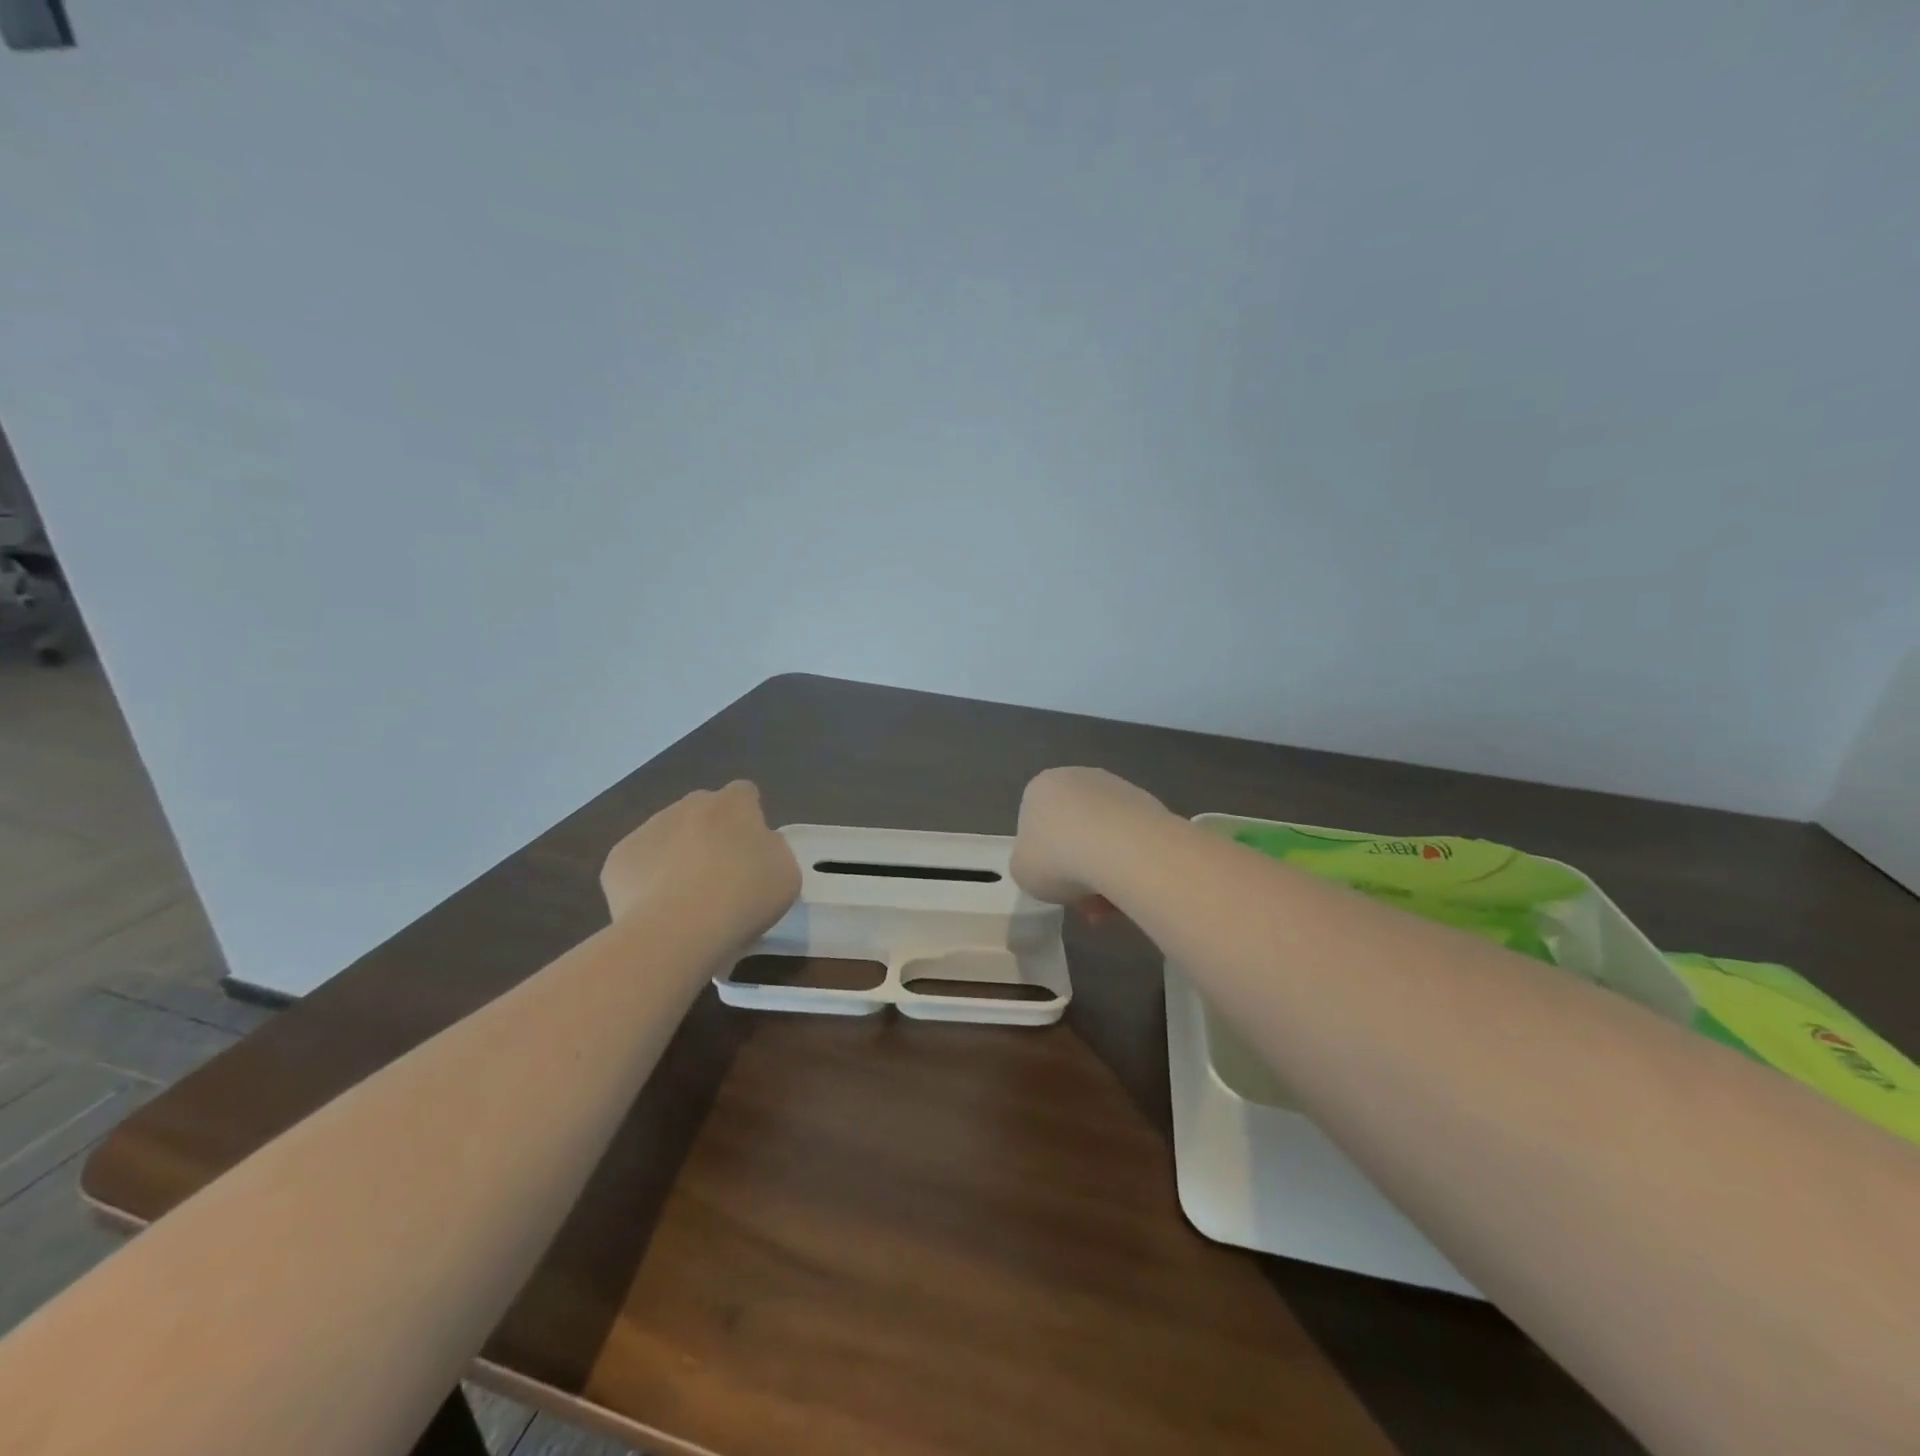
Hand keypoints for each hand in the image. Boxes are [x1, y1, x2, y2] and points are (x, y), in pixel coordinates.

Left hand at [600, 781, 799, 939]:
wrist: (677, 930)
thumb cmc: (744, 897)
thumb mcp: (785, 873)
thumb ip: (772, 849)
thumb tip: (758, 845)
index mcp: (733, 804)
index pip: (744, 793)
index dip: (749, 816)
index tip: (753, 848)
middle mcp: (688, 806)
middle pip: (702, 810)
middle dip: (710, 832)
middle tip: (721, 873)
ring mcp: (648, 829)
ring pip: (667, 835)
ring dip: (677, 854)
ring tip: (686, 898)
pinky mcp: (618, 859)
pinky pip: (639, 864)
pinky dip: (647, 880)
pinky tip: (658, 909)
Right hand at [1010, 767, 1170, 920]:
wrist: (1122, 849)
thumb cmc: (1058, 859)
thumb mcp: (1021, 872)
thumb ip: (1028, 864)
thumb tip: (1048, 866)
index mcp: (1041, 788)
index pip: (1036, 825)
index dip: (1044, 861)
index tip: (1055, 887)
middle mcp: (1077, 778)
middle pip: (1073, 832)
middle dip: (1079, 870)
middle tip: (1087, 905)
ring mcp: (1116, 788)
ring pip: (1104, 838)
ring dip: (1105, 872)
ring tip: (1113, 906)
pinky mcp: (1148, 803)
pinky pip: (1132, 840)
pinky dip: (1130, 864)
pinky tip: (1132, 889)